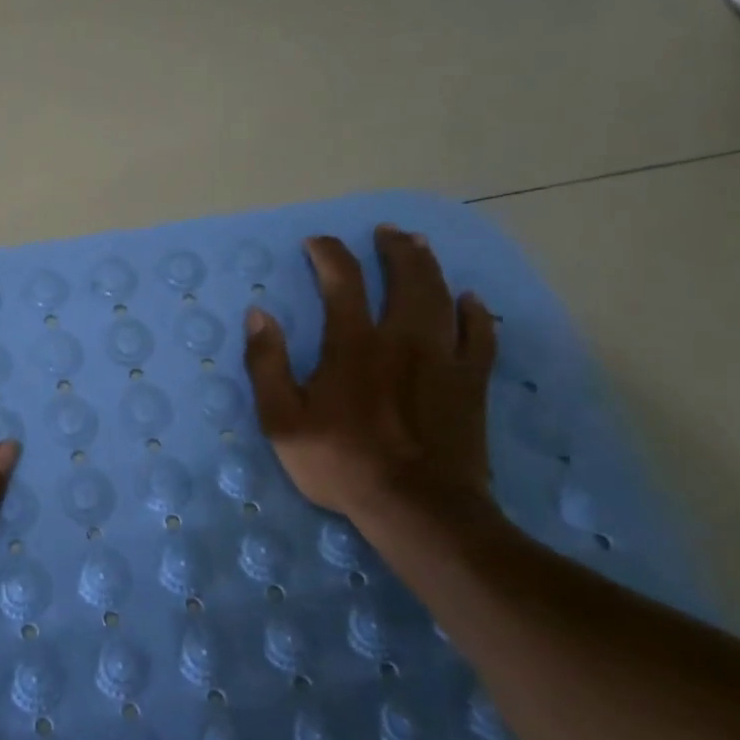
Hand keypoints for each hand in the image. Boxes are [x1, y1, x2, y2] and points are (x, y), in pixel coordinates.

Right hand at [243, 224, 499, 535]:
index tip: (316, 242)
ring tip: (420, 246)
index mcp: (352, 345)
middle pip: (404, 278)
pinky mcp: (471, 384)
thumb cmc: (341, 463)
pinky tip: (471, 301)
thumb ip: (267, 363)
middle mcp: (401, 339)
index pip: (341, 281)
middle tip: (385, 231)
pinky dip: (476, 314)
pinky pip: (481, 337)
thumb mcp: (281, 419)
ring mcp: (443, 360)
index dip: (328, 254)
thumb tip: (259, 314)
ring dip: (429, 267)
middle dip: (393, 248)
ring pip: (441, 297)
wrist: (418, 509)